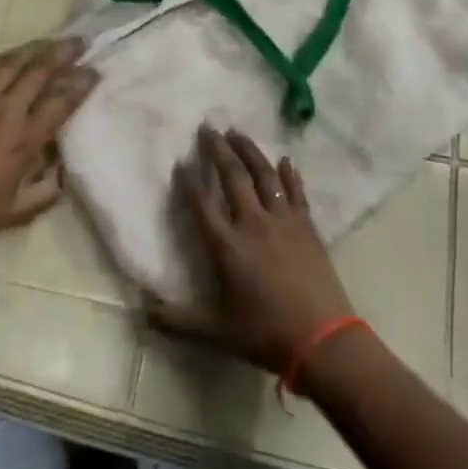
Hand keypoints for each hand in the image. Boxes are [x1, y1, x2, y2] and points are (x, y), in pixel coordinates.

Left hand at [0, 38, 97, 249]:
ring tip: (52, 42)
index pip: (61, 100)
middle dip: (64, 54)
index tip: (94, 73)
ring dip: (37, 48)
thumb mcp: (19, 211)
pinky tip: (15, 54)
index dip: (81, 83)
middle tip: (80, 45)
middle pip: (40, 70)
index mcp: (24, 139)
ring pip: (13, 62)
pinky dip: (5, 57)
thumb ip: (49, 188)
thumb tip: (63, 164)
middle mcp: (5, 112)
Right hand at [148, 127, 357, 386]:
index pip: (202, 204)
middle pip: (233, 177)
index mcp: (227, 246)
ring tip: (238, 132)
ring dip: (250, 151)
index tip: (180, 162)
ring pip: (264, 175)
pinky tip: (285, 159)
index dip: (189, 182)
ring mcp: (283, 221)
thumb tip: (144, 313)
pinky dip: (290, 174)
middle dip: (218, 150)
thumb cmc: (266, 335)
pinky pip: (296, 192)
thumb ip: (179, 320)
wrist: (323, 340)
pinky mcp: (307, 226)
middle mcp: (253, 224)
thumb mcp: (217, 332)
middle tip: (208, 128)